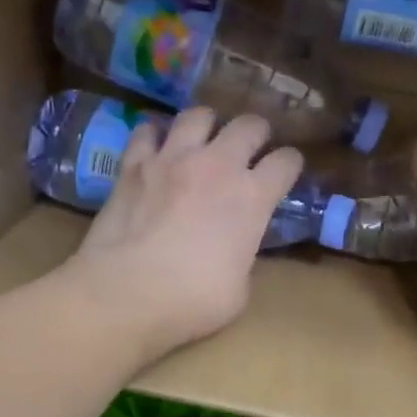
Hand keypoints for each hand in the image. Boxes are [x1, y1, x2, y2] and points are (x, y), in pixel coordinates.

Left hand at [62, 108, 303, 365]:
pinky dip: (154, 136)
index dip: (291, 164)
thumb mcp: (238, 289)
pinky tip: (155, 147)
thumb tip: (234, 251)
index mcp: (252, 198)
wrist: (126, 294)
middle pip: (249, 125)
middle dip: (256, 132)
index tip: (287, 171)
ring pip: (198, 116)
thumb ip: (243, 257)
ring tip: (204, 138)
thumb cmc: (191, 301)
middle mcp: (218, 166)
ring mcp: (172, 159)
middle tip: (252, 146)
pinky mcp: (133, 165)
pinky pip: (147, 132)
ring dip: (207, 124)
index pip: (286, 162)